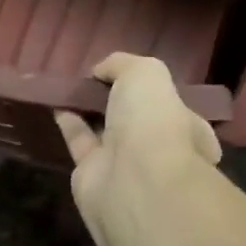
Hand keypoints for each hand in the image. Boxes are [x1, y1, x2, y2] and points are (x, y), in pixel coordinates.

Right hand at [55, 54, 221, 245]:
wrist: (134, 180)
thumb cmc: (154, 121)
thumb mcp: (146, 72)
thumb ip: (123, 65)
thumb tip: (100, 71)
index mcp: (189, 129)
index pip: (173, 106)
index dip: (153, 90)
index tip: (128, 74)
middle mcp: (160, 150)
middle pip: (137, 121)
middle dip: (119, 103)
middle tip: (95, 80)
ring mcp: (127, 166)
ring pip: (106, 131)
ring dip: (90, 110)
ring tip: (70, 86)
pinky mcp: (93, 175)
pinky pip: (80, 142)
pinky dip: (68, 122)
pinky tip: (56, 102)